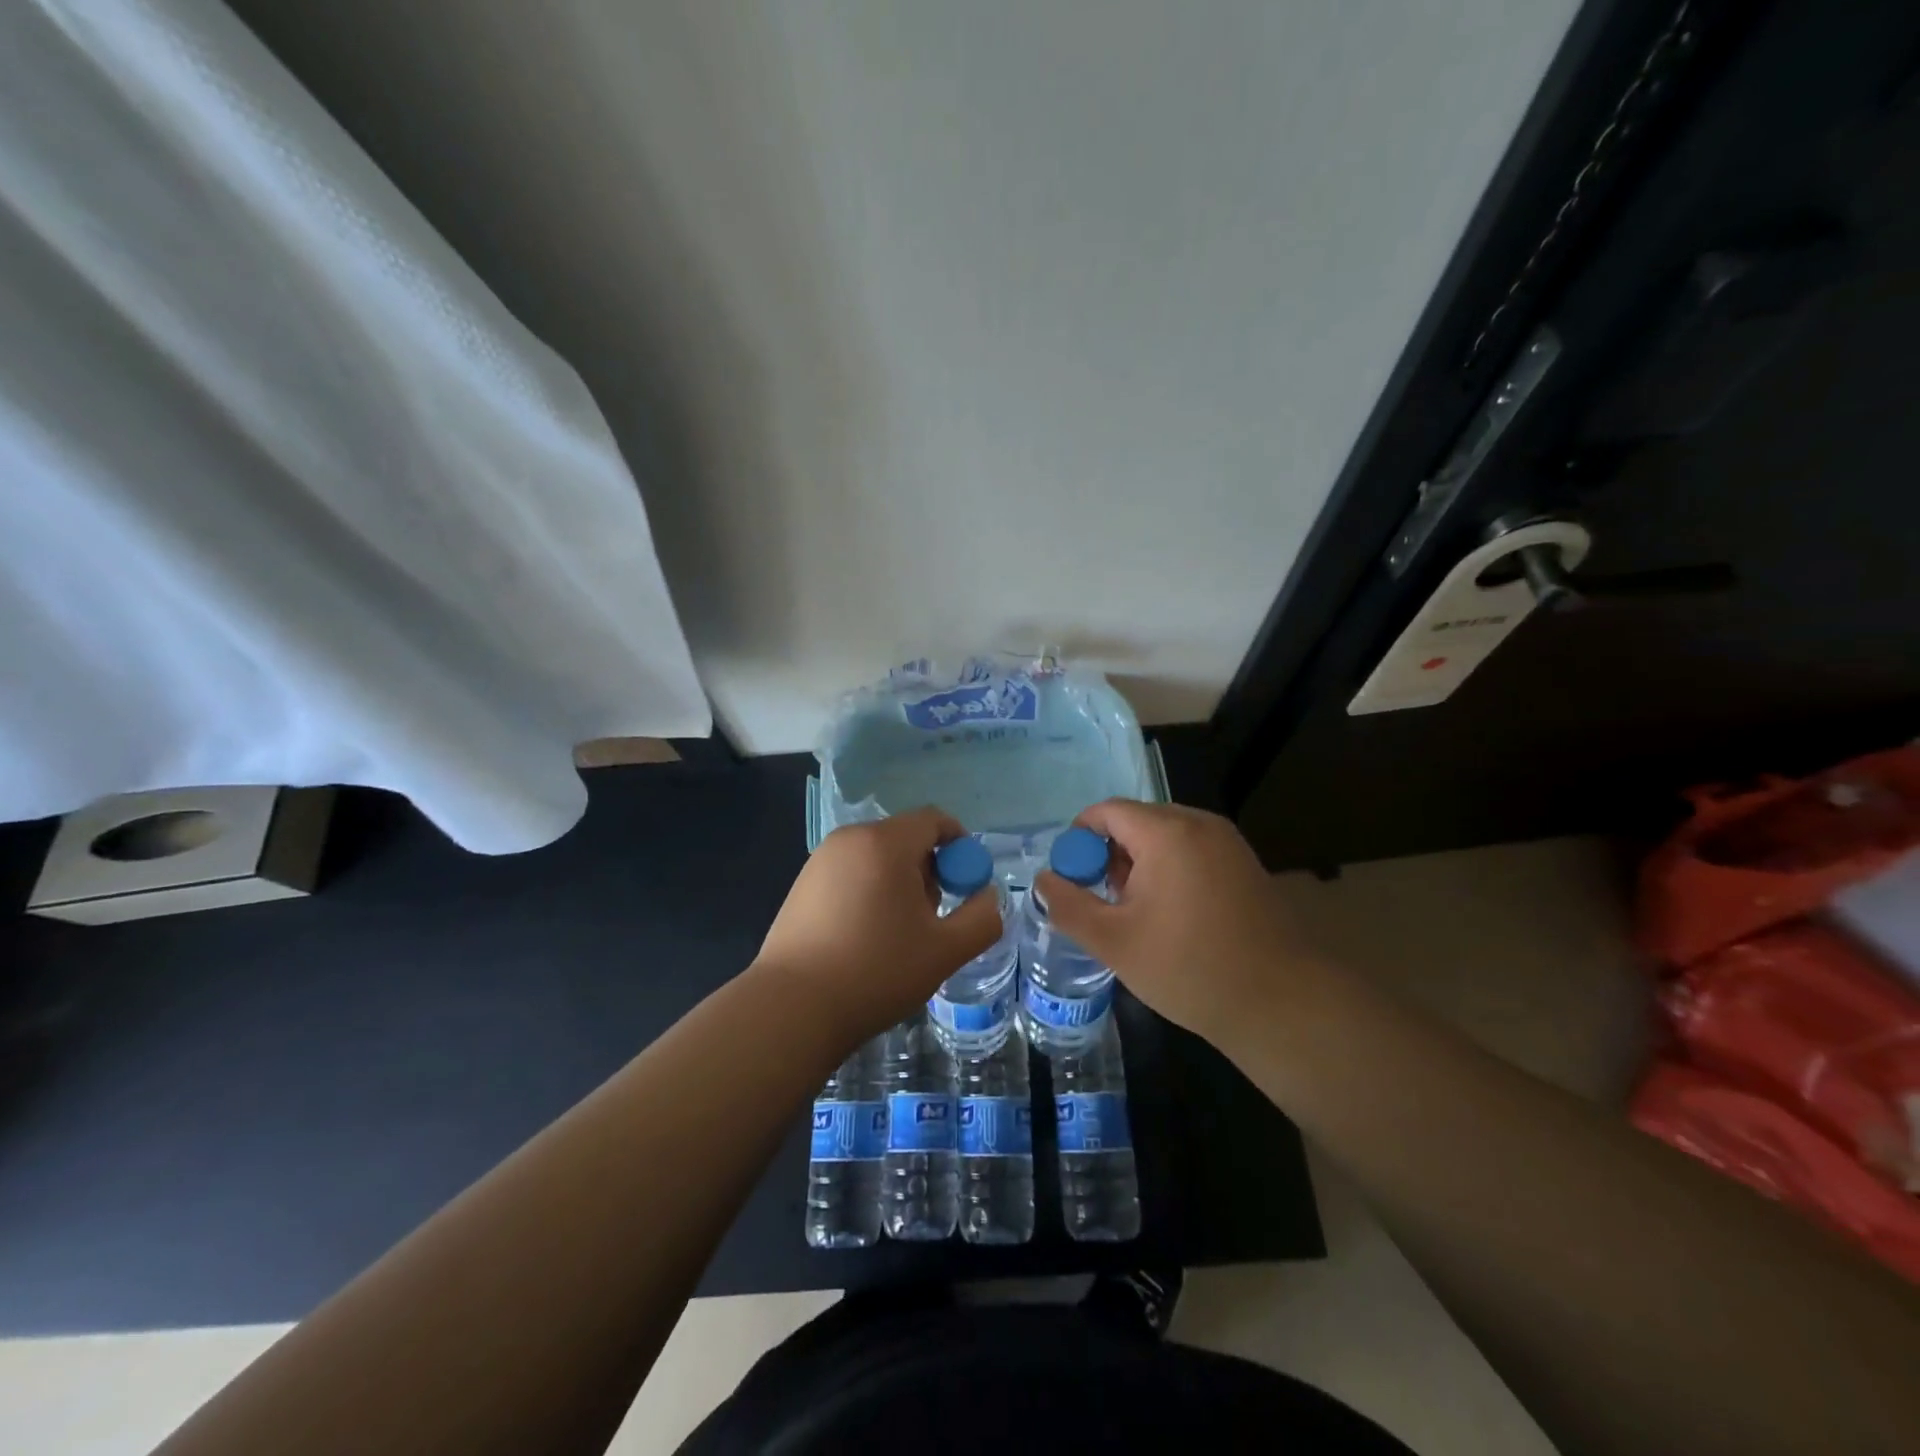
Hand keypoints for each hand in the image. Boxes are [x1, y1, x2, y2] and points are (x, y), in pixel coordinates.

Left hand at [755, 807, 1002, 1044]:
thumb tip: (987, 896)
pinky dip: (869, 891)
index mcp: (886, 843)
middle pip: (905, 837)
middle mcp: (850, 839)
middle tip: (933, 917)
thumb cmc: (876, 972)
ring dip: (899, 883)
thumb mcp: (945, 951)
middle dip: (929, 869)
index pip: (934, 820)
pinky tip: (864, 938)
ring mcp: (820, 860)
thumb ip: (982, 918)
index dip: (960, 846)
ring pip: (877, 857)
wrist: (792, 1008)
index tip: (966, 885)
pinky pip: (850, 873)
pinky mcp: (801, 885)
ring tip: (898, 933)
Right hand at [1034, 800, 1319, 1048]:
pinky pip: (1191, 852)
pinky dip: (1169, 872)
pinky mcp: (1245, 866)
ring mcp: (1228, 843)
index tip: (1071, 880)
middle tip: (1102, 903)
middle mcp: (1200, 824)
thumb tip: (1042, 880)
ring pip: (1164, 838)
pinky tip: (1170, 917)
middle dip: (1109, 856)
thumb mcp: (1114, 941)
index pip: (1106, 811)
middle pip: (1136, 821)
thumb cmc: (1190, 968)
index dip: (1079, 840)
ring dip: (1139, 866)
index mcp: (1167, 832)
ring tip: (1134, 915)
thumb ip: (1068, 905)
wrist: (1283, 1004)